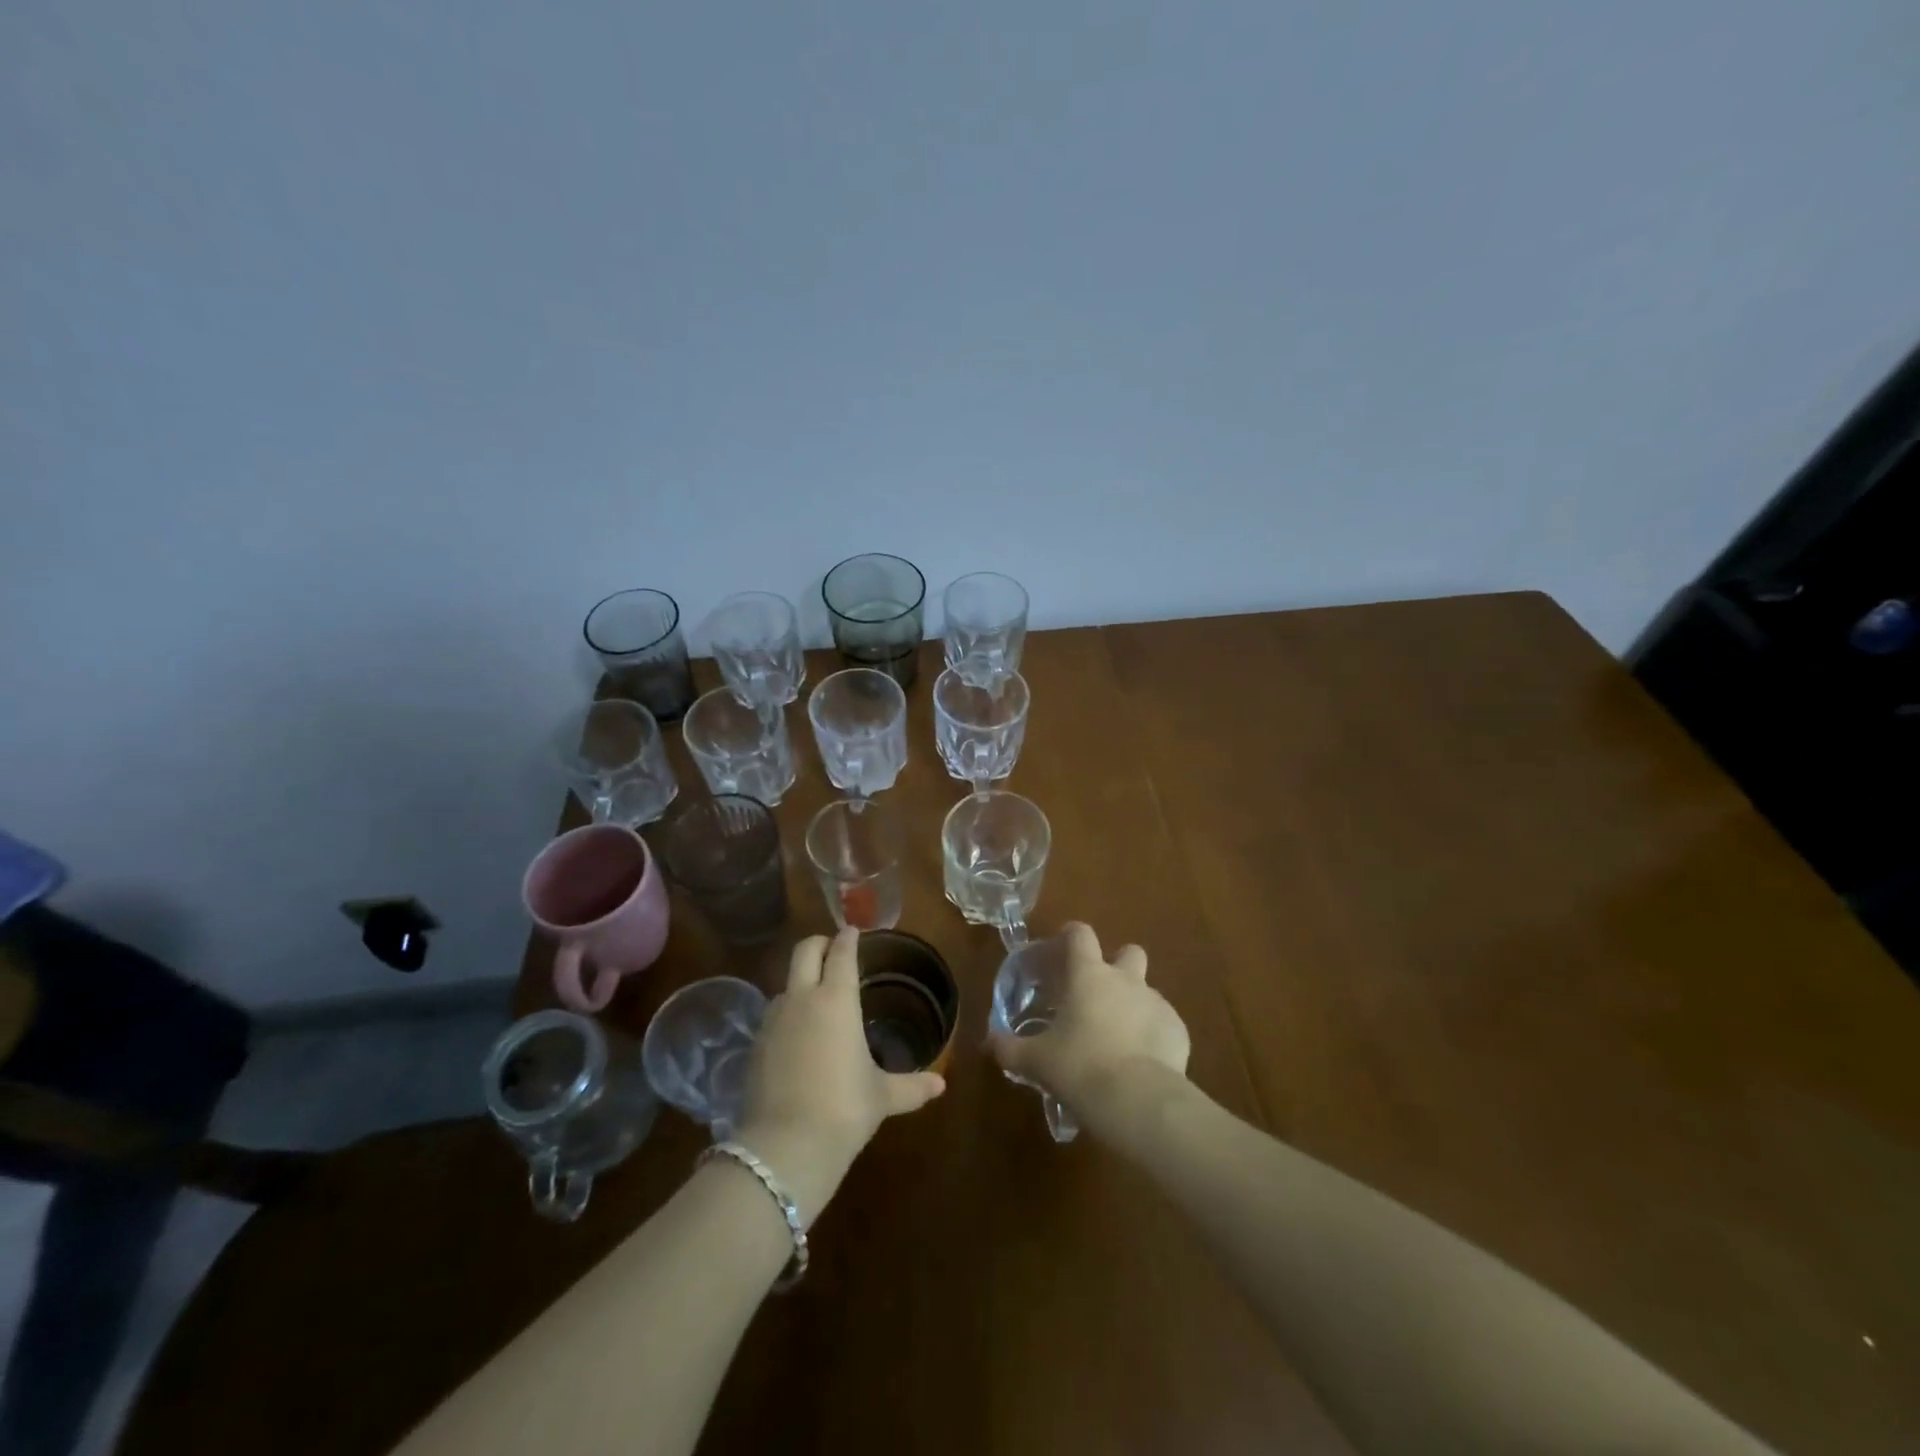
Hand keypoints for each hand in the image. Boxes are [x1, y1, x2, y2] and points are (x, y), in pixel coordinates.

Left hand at [735, 928, 945, 1221]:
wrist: (783, 1148)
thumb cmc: (844, 1109)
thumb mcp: (882, 1097)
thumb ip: (911, 1086)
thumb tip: (941, 1085)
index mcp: (837, 999)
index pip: (841, 952)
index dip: (848, 938)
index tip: (854, 931)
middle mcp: (802, 998)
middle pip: (805, 950)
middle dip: (819, 944)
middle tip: (833, 950)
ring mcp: (773, 1020)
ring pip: (786, 983)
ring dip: (801, 981)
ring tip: (818, 999)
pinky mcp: (755, 1045)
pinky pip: (774, 1015)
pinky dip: (788, 1013)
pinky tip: (798, 1037)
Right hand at [986, 923, 1190, 1135]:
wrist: (1138, 1101)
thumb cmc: (1079, 1067)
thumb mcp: (1035, 1061)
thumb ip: (1009, 1048)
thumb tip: (988, 1042)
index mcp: (1089, 975)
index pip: (1081, 934)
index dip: (1071, 935)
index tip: (1062, 947)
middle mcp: (1126, 979)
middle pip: (1128, 952)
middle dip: (1117, 965)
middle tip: (1098, 994)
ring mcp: (1157, 1003)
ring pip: (1146, 991)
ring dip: (1133, 1005)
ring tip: (1117, 1039)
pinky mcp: (1178, 1031)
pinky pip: (1163, 1024)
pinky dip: (1152, 1035)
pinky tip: (1140, 1063)